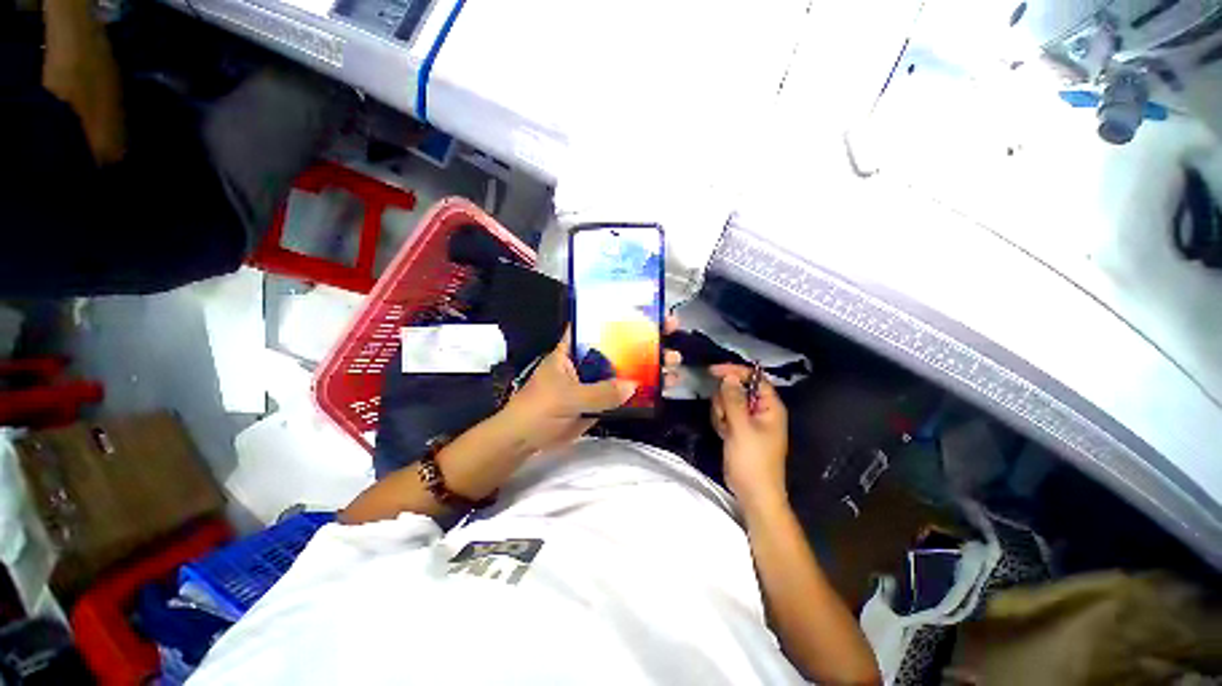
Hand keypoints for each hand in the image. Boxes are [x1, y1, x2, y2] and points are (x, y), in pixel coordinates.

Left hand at [503, 317, 681, 452]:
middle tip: (672, 329)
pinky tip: (666, 386)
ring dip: (651, 364)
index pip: (596, 322)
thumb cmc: (538, 409)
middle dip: (646, 336)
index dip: (618, 312)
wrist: (527, 441)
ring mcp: (598, 379)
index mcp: (573, 348)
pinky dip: (645, 390)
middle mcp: (588, 359)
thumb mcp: (566, 397)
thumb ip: (598, 393)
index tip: (644, 306)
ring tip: (674, 361)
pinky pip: (627, 392)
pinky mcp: (603, 399)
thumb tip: (633, 385)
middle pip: (620, 343)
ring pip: (628, 367)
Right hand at [710, 364, 788, 509]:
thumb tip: (729, 376)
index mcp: (770, 406)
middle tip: (724, 417)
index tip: (712, 371)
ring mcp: (748, 420)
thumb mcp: (742, 428)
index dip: (735, 372)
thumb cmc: (752, 460)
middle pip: (737, 388)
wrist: (753, 493)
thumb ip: (734, 400)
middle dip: (725, 400)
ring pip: (727, 402)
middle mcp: (760, 409)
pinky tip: (723, 435)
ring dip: (721, 412)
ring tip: (725, 430)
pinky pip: (724, 415)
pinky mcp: (738, 429)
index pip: (754, 378)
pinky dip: (720, 422)